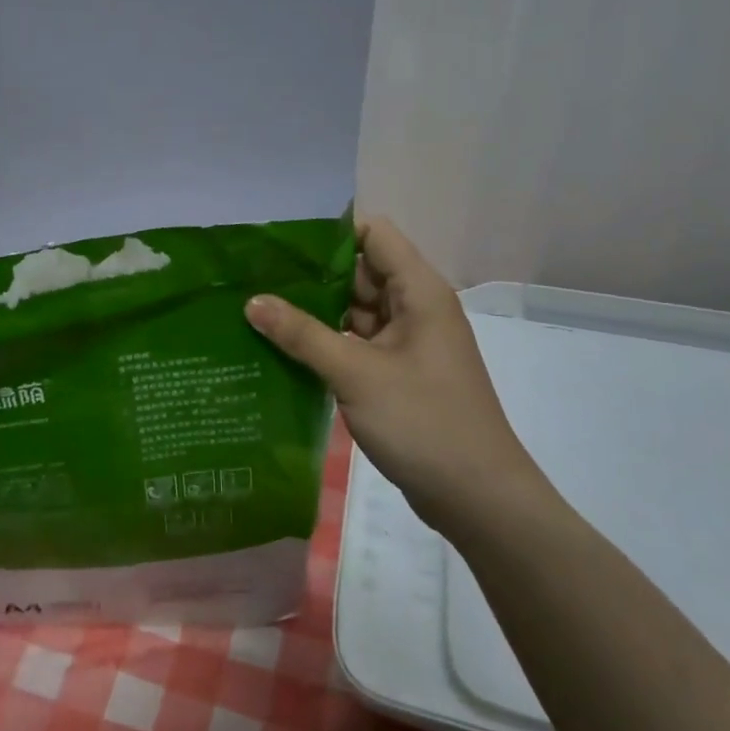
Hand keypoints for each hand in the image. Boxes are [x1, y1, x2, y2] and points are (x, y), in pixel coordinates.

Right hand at [245, 218, 551, 536]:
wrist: (477, 499)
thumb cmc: (424, 422)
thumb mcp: (356, 374)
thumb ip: (302, 334)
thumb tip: (252, 301)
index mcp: (419, 292)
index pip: (374, 234)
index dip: (331, 232)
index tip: (281, 241)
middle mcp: (415, 308)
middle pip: (360, 271)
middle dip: (312, 273)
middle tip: (255, 275)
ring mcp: (407, 343)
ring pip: (354, 310)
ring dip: (314, 310)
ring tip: (258, 306)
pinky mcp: (397, 373)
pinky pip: (356, 342)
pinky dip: (326, 342)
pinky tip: (283, 347)